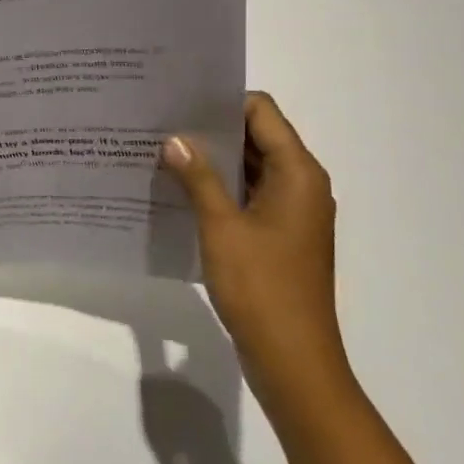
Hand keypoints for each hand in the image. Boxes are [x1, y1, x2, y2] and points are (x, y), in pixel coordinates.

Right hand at [160, 92, 345, 384]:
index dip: (222, 102)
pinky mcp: (281, 236)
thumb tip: (175, 139)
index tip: (179, 103)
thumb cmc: (261, 288)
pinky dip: (221, 190)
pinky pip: (250, 197)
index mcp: (297, 173)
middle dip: (212, 131)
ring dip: (213, 162)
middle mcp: (301, 184)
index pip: (261, 112)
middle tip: (162, 125)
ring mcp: (292, 213)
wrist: (293, 360)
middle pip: (257, 137)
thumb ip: (198, 177)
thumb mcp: (222, 227)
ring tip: (164, 155)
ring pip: (251, 169)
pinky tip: (182, 192)